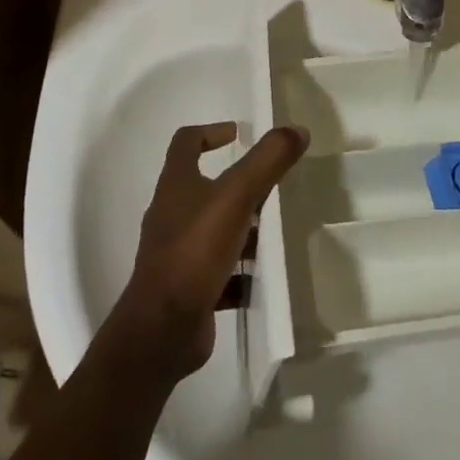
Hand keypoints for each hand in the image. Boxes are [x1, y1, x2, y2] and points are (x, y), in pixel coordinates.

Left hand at [107, 121, 308, 383]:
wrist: (163, 330)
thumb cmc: (195, 250)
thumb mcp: (237, 196)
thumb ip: (268, 160)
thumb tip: (297, 129)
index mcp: (176, 184)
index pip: (186, 142)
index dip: (211, 131)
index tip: (239, 134)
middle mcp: (172, 214)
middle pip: (204, 187)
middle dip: (238, 185)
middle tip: (271, 187)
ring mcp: (177, 254)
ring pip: (214, 231)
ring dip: (242, 229)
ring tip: (275, 232)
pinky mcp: (188, 289)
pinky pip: (219, 274)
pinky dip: (240, 273)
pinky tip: (264, 277)